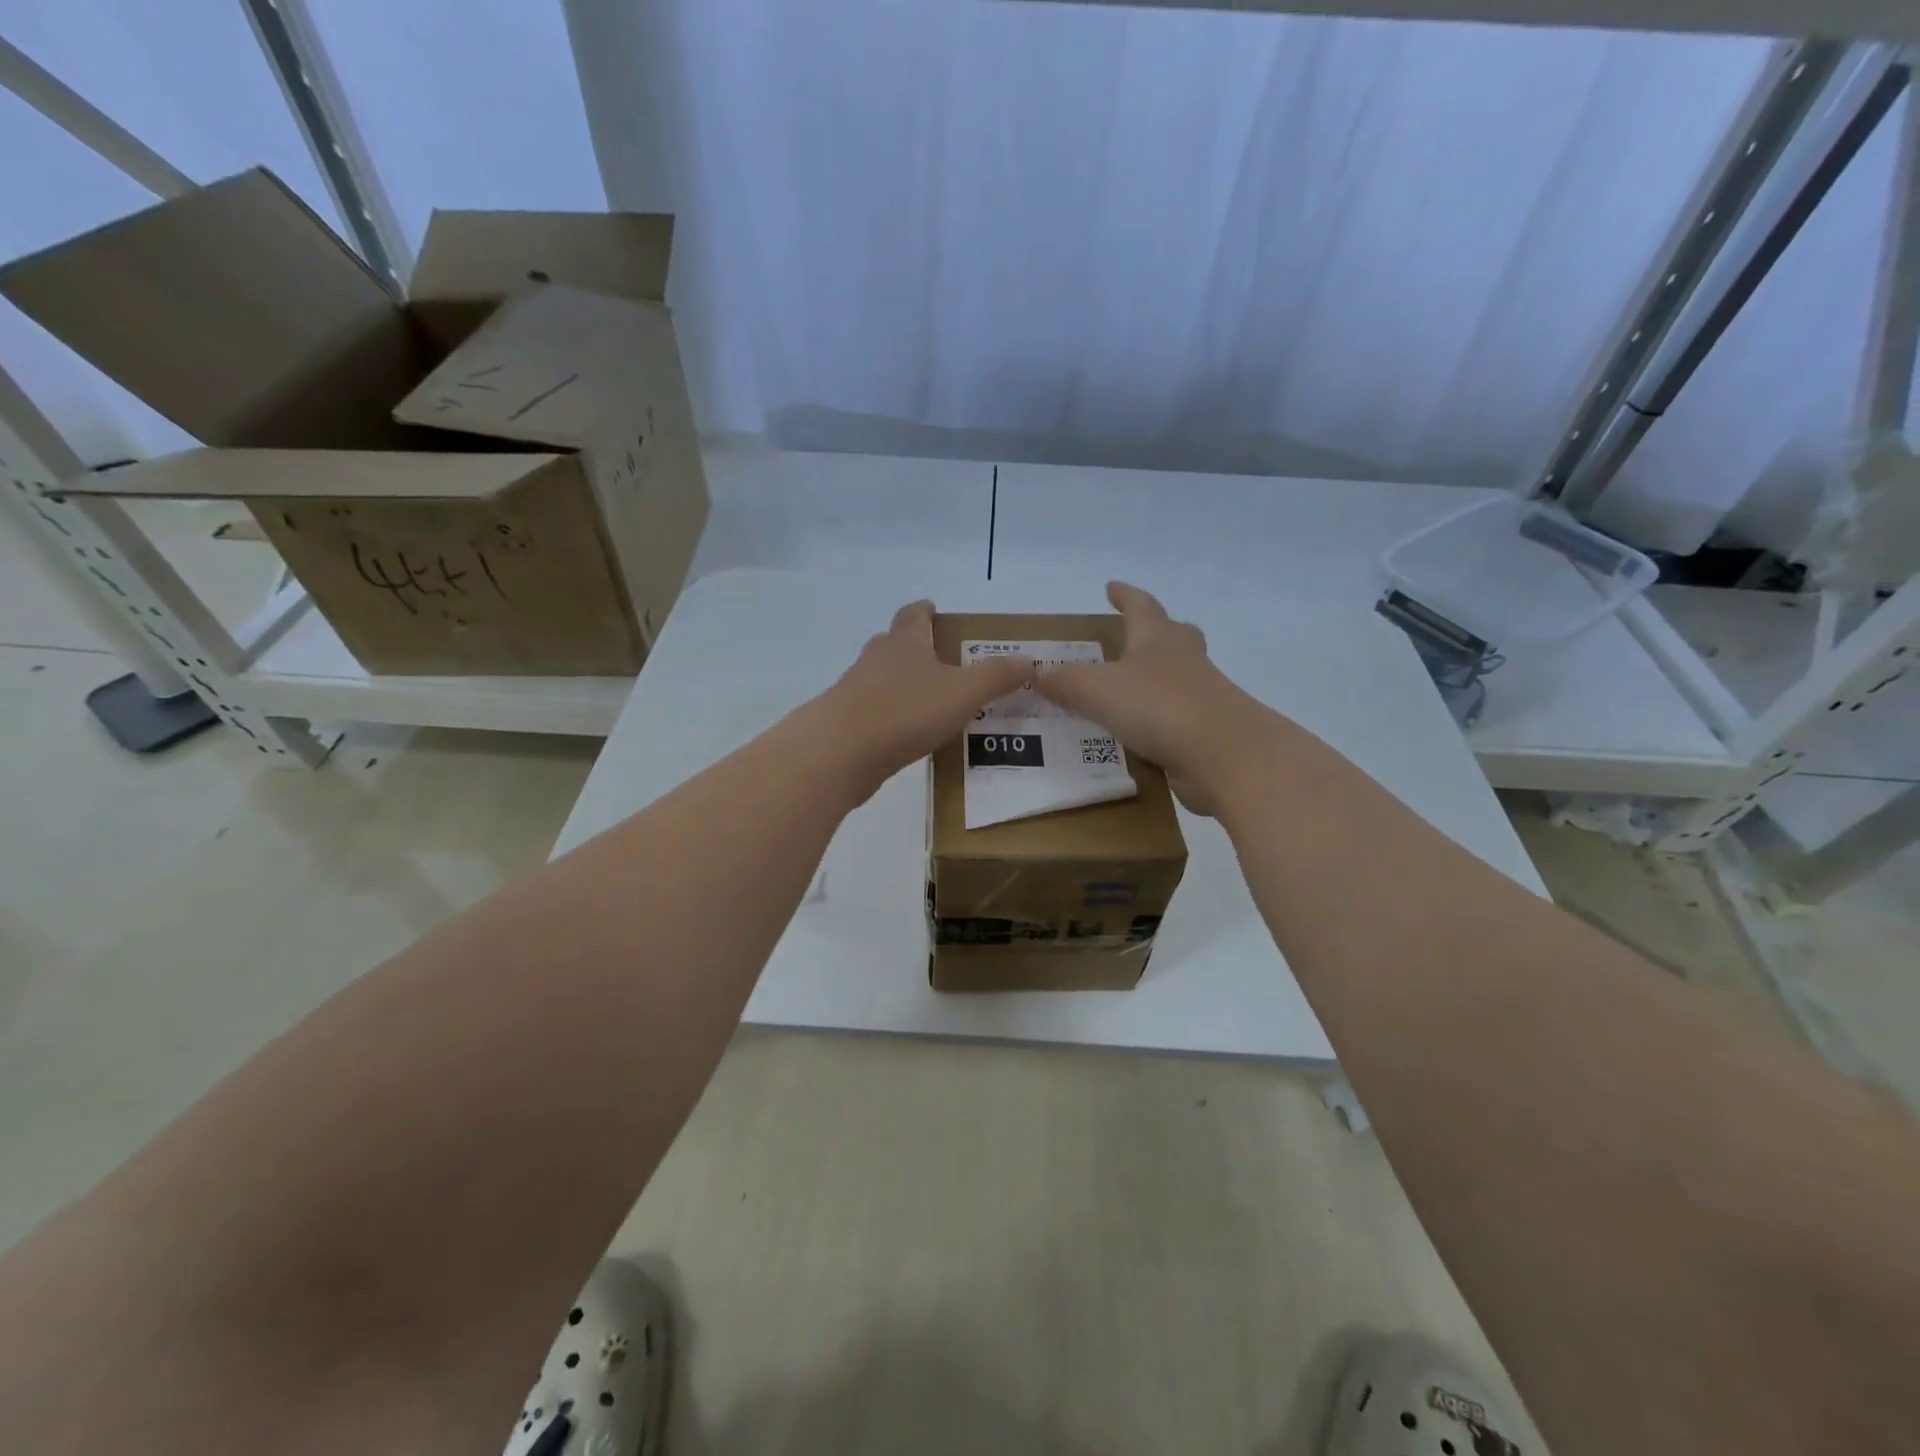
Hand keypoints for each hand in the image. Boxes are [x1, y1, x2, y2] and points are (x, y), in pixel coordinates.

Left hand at [809, 600, 1031, 796]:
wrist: (839, 753)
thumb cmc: (904, 711)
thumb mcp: (963, 693)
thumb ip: (996, 676)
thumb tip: (1029, 660)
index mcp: (904, 643)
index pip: (913, 614)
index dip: (926, 611)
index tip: (935, 610)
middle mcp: (876, 659)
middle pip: (896, 644)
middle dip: (917, 649)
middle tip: (945, 662)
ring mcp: (856, 691)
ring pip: (883, 679)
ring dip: (904, 685)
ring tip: (933, 703)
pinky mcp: (847, 723)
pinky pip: (875, 712)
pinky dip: (893, 717)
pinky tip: (909, 736)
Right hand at [1034, 582, 1271, 813]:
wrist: (1224, 754)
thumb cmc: (1158, 706)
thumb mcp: (1096, 689)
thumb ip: (1064, 681)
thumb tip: (1036, 672)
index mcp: (1158, 639)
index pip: (1140, 606)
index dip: (1124, 596)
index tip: (1111, 586)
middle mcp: (1184, 661)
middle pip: (1175, 636)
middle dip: (1156, 632)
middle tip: (1137, 636)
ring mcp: (1202, 697)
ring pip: (1179, 678)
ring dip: (1157, 680)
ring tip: (1129, 692)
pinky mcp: (1207, 733)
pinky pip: (1177, 719)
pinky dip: (1158, 722)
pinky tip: (1137, 736)